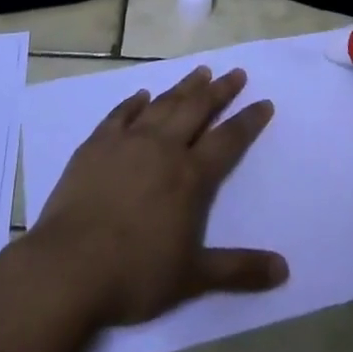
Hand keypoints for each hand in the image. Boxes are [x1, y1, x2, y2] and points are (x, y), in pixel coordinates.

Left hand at [32, 65, 288, 327]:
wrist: (68, 268)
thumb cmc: (135, 275)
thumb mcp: (193, 279)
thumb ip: (239, 270)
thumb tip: (284, 270)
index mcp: (190, 176)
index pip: (228, 139)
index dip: (249, 121)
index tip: (264, 102)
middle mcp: (163, 148)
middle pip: (198, 109)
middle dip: (220, 90)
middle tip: (236, 73)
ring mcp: (128, 141)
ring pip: (163, 104)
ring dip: (184, 86)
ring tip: (201, 72)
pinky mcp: (96, 145)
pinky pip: (121, 114)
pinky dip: (134, 102)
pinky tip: (141, 95)